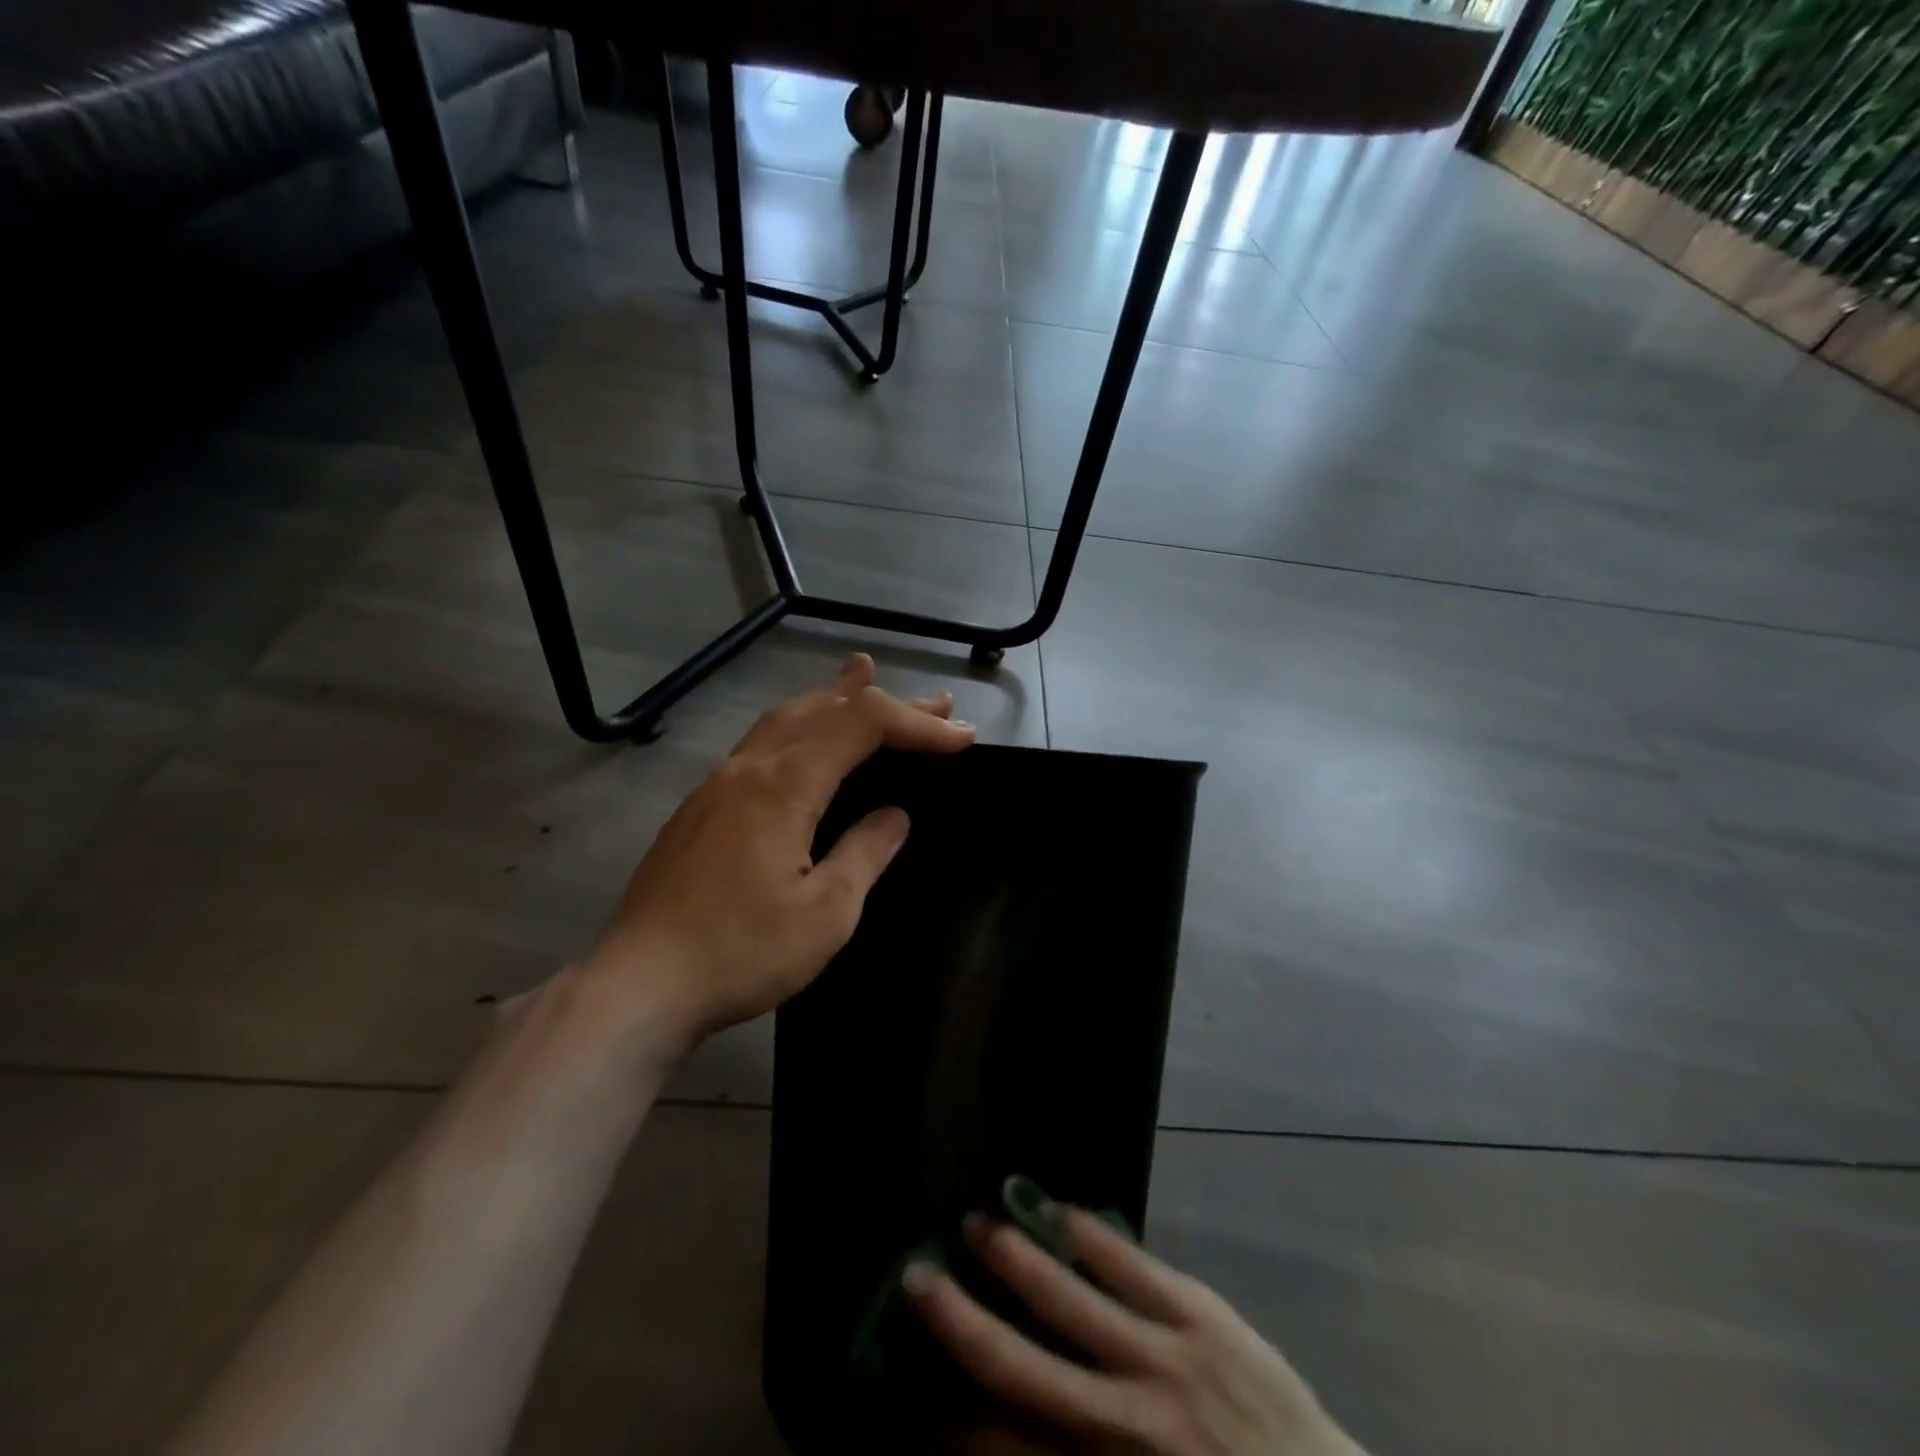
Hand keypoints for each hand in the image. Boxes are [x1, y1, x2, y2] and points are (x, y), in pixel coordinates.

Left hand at [582, 654, 972, 1051]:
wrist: (638, 985)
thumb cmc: (740, 953)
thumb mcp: (825, 914)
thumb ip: (864, 853)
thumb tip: (894, 815)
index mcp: (784, 786)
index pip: (862, 726)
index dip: (916, 725)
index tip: (962, 739)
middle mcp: (749, 768)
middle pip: (824, 709)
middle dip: (884, 702)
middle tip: (933, 702)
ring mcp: (717, 784)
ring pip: (785, 718)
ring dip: (833, 699)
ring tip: (862, 677)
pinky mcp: (700, 807)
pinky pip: (760, 743)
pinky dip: (798, 724)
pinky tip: (802, 737)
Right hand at [904, 1199, 1366, 1455]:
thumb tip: (1007, 1432)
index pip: (1010, 1448)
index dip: (954, 1421)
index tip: (915, 1393)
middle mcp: (1127, 1423)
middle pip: (1025, 1367)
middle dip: (964, 1322)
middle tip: (917, 1276)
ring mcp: (1168, 1360)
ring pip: (1073, 1301)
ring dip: (1018, 1259)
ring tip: (976, 1223)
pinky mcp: (1202, 1315)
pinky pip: (1134, 1266)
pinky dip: (1091, 1236)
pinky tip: (1057, 1209)